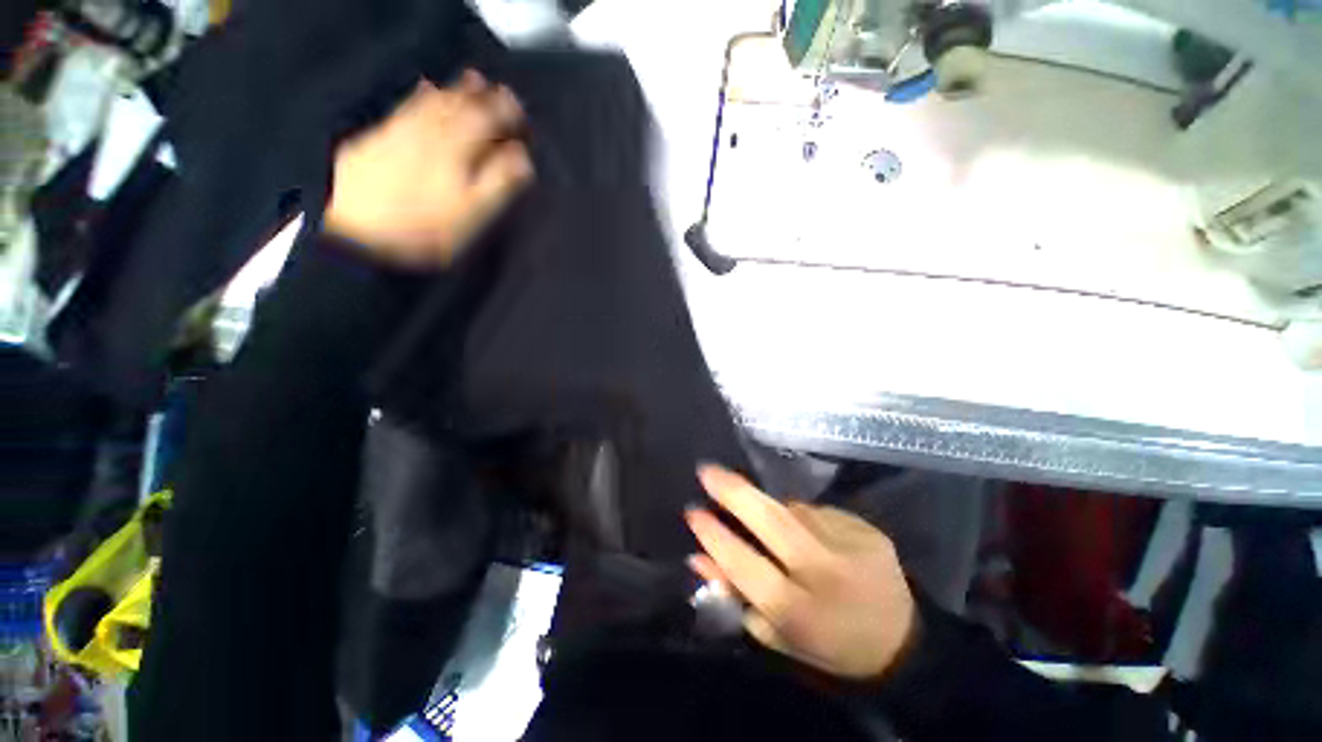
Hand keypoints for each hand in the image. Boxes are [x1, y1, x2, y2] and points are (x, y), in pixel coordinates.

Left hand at [324, 71, 532, 266]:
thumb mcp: (472, 213)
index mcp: (455, 150)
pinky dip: (419, 96)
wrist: (361, 236)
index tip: (519, 107)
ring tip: (469, 81)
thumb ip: (498, 182)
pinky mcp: (376, 140)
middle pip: (458, 106)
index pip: (486, 121)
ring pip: (431, 102)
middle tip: (496, 87)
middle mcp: (427, 132)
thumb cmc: (427, 231)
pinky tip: (424, 88)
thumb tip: (522, 158)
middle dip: (480, 95)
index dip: (505, 112)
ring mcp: (399, 133)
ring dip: (453, 90)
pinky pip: (403, 108)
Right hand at [685, 465, 918, 679]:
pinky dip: (804, 517)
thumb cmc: (828, 645)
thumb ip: (735, 596)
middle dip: (735, 492)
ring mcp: (850, 543)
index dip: (715, 536)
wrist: (903, 642)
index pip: (745, 565)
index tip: (693, 511)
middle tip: (707, 470)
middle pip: (773, 521)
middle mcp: (825, 571)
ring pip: (794, 510)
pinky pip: (818, 511)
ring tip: (774, 525)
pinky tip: (811, 534)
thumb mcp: (777, 636)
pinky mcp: (867, 528)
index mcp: (799, 610)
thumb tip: (697, 557)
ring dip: (774, 509)